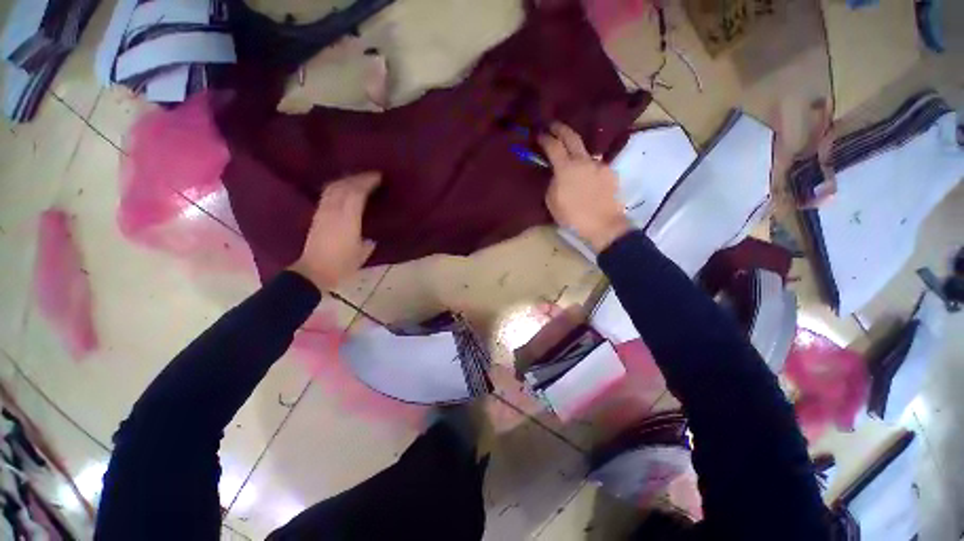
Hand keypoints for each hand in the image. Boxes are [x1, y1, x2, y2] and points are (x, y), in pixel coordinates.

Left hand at [290, 172, 380, 290]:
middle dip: (357, 177)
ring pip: (333, 187)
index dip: (367, 182)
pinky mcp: (316, 216)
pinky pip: (327, 194)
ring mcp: (322, 212)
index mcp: (347, 219)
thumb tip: (371, 236)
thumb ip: (368, 240)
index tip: (378, 176)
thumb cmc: (342, 265)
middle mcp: (333, 211)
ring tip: (357, 179)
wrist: (314, 272)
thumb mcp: (363, 253)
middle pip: (343, 185)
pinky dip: (337, 187)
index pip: (356, 192)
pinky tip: (343, 189)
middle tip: (370, 175)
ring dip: (346, 179)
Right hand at [539, 122, 631, 252]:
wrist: (603, 225)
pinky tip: (587, 179)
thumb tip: (556, 174)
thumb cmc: (573, 216)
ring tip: (571, 161)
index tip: (539, 134)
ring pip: (585, 152)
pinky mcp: (610, 172)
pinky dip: (588, 168)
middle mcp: (583, 161)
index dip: (545, 138)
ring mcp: (599, 165)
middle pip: (572, 137)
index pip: (554, 146)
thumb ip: (552, 183)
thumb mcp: (552, 202)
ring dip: (576, 152)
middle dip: (561, 128)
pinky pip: (596, 165)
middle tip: (553, 125)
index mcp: (566, 169)